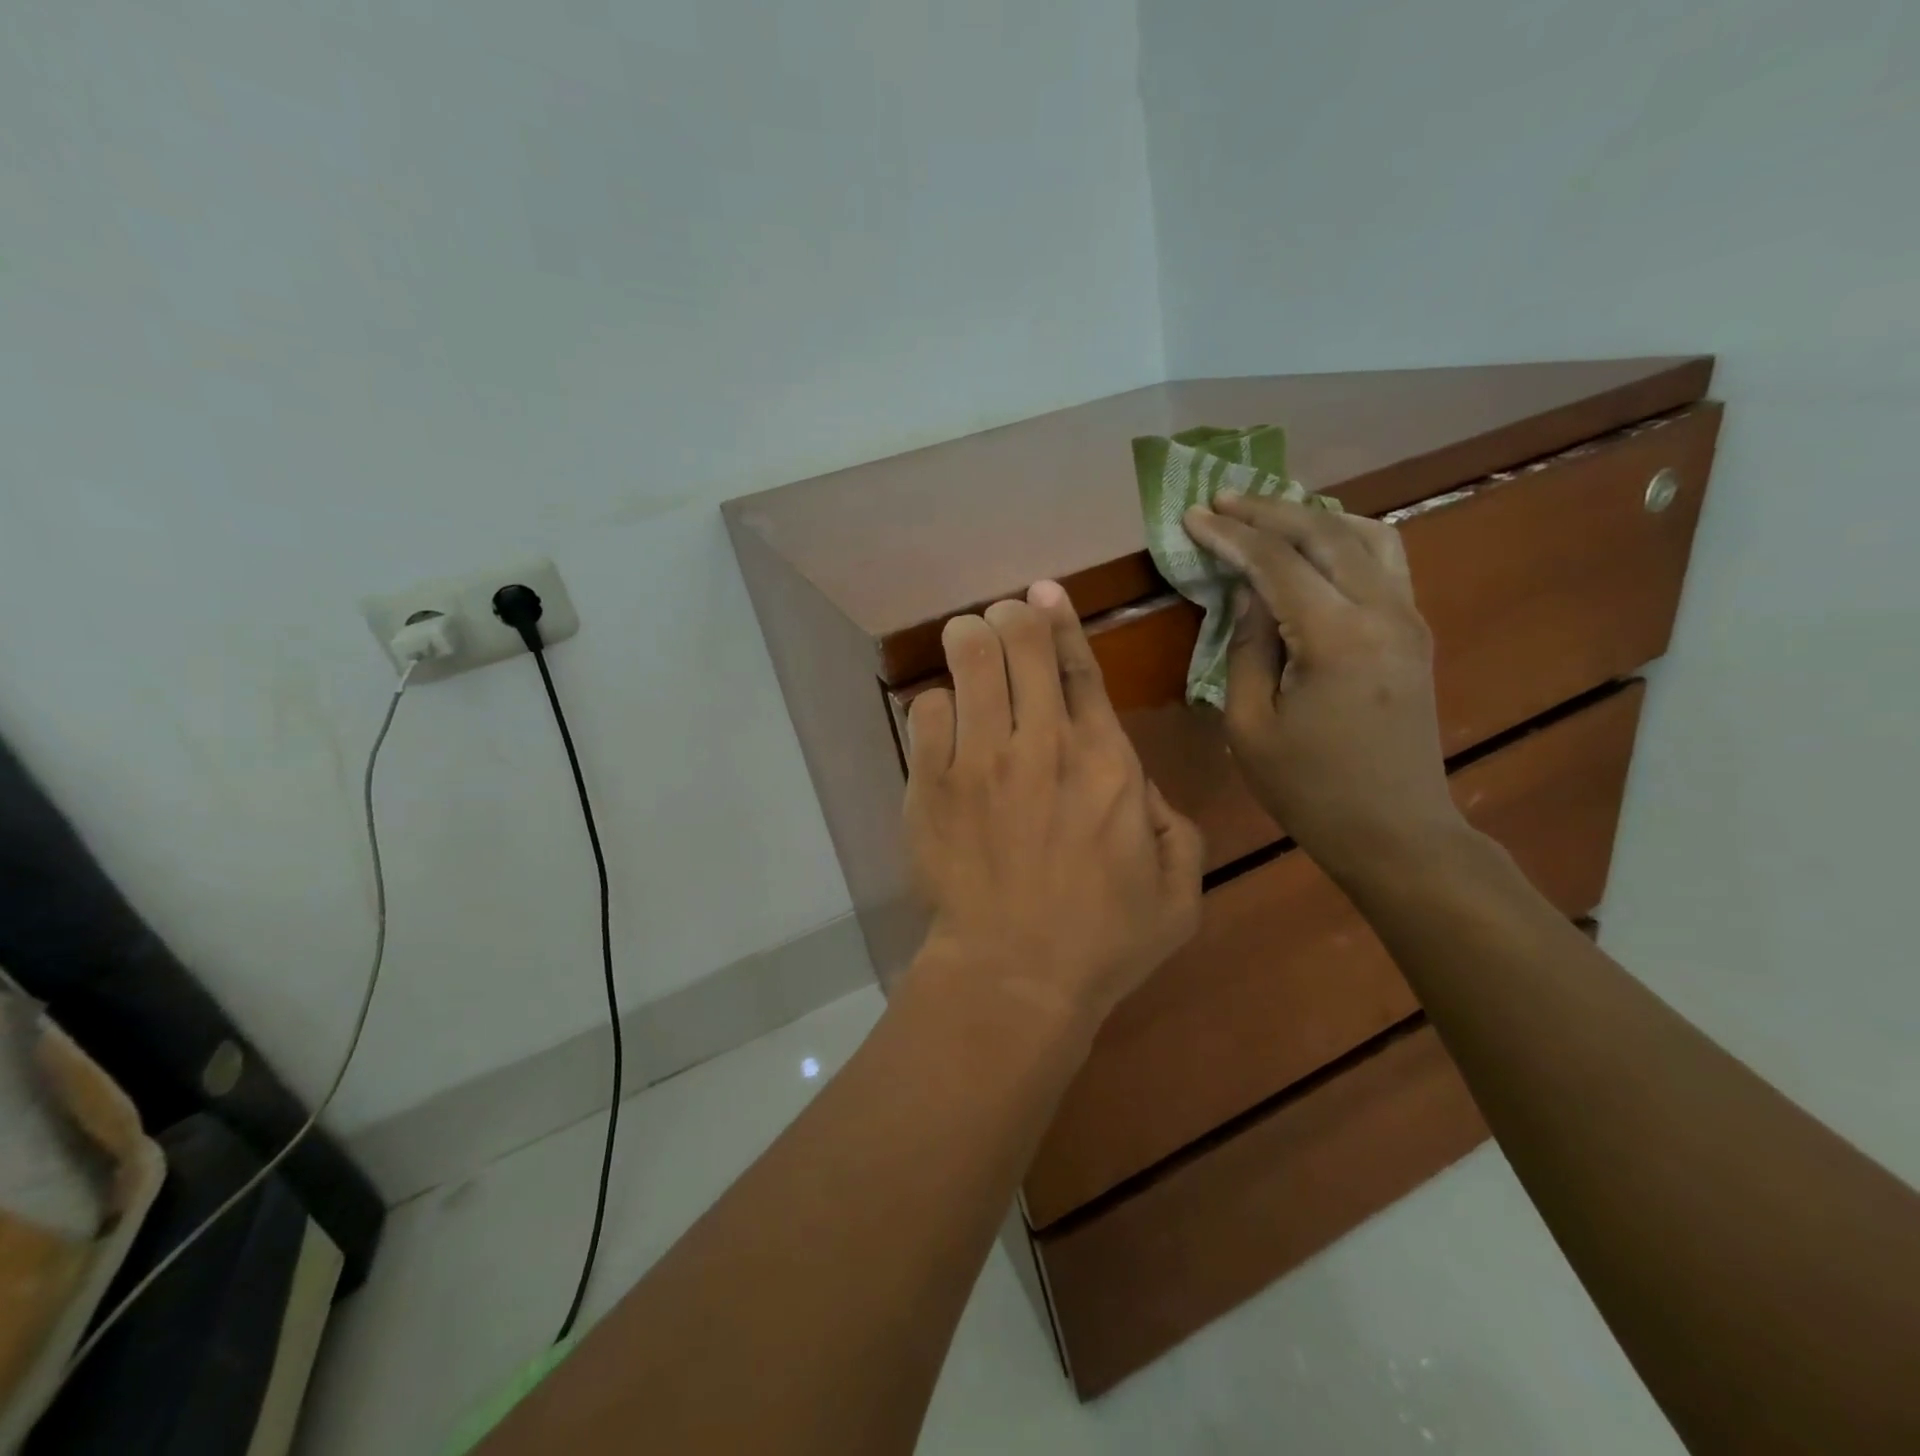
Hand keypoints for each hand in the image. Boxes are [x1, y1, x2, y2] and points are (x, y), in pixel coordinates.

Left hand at [903, 581, 1202, 1030]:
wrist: (1014, 976)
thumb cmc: (1102, 940)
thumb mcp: (1178, 890)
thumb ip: (1174, 826)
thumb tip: (1141, 786)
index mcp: (1107, 762)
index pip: (1079, 669)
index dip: (1060, 620)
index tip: (1043, 590)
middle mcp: (1043, 746)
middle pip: (1019, 644)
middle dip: (1009, 619)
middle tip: (1002, 621)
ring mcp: (981, 762)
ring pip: (969, 662)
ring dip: (969, 642)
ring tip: (969, 643)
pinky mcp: (932, 785)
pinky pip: (925, 712)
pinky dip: (934, 705)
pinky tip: (943, 720)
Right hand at [1182, 495, 1465, 878]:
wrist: (1395, 831)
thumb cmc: (1310, 789)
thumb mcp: (1250, 726)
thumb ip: (1246, 649)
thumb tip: (1247, 594)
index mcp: (1335, 637)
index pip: (1275, 563)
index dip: (1230, 535)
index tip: (1192, 516)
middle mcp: (1382, 611)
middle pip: (1324, 532)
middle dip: (1268, 510)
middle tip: (1222, 499)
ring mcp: (1408, 618)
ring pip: (1365, 535)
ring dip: (1312, 516)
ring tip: (1268, 512)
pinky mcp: (1414, 632)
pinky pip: (1385, 560)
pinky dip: (1346, 537)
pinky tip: (1318, 542)